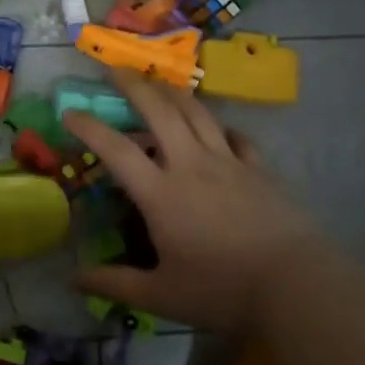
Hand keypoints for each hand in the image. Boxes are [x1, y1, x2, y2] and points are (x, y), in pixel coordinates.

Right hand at [63, 72, 331, 334]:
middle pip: (159, 111)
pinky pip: (236, 136)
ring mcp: (229, 162)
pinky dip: (221, 127)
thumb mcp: (160, 296)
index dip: (89, 128)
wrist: (295, 285)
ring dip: (173, 93)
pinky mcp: (259, 169)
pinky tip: (219, 129)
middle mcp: (191, 165)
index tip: (69, 113)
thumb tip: (73, 279)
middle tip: (115, 69)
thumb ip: (114, 284)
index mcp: (160, 193)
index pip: (116, 150)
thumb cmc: (222, 290)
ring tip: (159, 82)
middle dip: (134, 85)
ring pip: (197, 113)